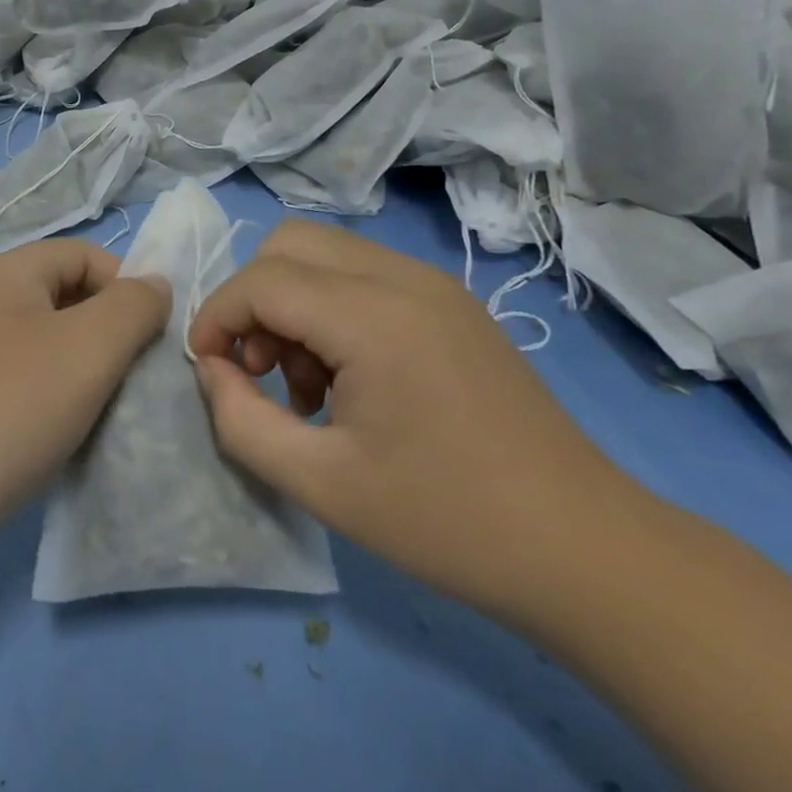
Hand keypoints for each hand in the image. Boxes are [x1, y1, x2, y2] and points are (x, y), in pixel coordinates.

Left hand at [0, 239, 169, 545]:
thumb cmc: (12, 408)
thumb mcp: (90, 347)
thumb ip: (134, 306)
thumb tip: (154, 285)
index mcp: (7, 273)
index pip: (86, 254)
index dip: (127, 286)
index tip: (149, 339)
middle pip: (65, 295)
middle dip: (107, 330)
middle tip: (128, 377)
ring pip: (45, 340)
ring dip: (81, 367)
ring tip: (99, 408)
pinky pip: (21, 376)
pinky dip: (50, 394)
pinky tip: (58, 430)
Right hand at [187, 220, 638, 617]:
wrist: (584, 548)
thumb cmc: (446, 522)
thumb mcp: (320, 484)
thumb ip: (240, 421)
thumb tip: (213, 370)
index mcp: (374, 317)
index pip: (261, 280)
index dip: (216, 316)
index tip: (207, 370)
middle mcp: (403, 278)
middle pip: (289, 244)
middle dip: (253, 299)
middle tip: (259, 369)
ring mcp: (434, 284)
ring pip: (325, 254)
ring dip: (292, 303)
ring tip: (306, 383)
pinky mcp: (451, 303)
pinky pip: (364, 275)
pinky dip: (331, 308)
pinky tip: (349, 378)